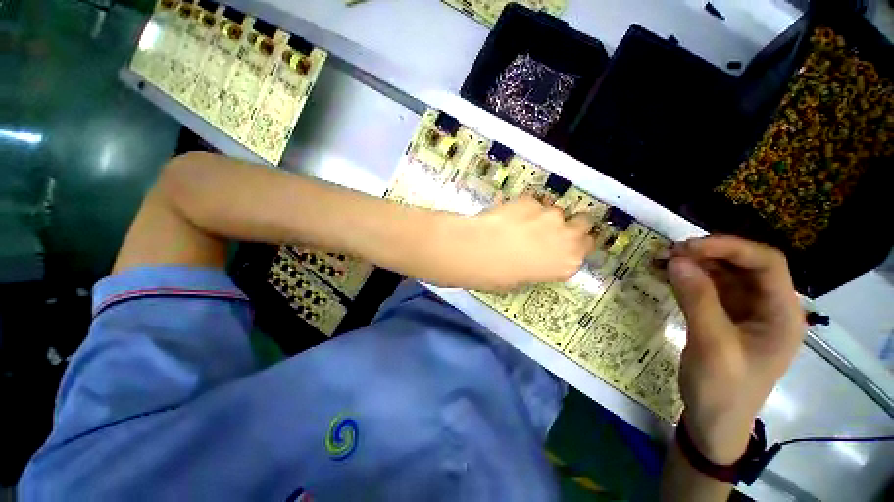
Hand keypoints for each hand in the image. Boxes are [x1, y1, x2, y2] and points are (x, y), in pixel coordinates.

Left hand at [441, 196, 595, 290]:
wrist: (480, 252)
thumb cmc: (500, 276)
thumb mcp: (525, 279)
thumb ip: (540, 265)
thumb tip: (535, 257)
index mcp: (568, 263)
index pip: (588, 246)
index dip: (578, 243)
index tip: (567, 243)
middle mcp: (567, 237)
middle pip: (583, 222)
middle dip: (571, 224)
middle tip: (551, 229)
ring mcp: (549, 215)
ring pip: (556, 210)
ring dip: (544, 216)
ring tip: (522, 222)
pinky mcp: (530, 200)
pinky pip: (533, 203)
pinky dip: (524, 208)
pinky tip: (508, 215)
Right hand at [666, 236, 803, 463]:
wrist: (713, 422)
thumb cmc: (722, 390)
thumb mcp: (712, 345)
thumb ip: (698, 300)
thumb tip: (677, 261)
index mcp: (782, 314)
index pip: (767, 263)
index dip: (730, 247)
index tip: (688, 247)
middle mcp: (768, 307)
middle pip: (743, 265)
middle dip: (707, 254)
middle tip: (668, 253)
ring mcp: (745, 312)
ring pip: (723, 274)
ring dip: (693, 264)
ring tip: (660, 260)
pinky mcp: (724, 317)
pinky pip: (708, 288)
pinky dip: (687, 278)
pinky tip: (666, 275)